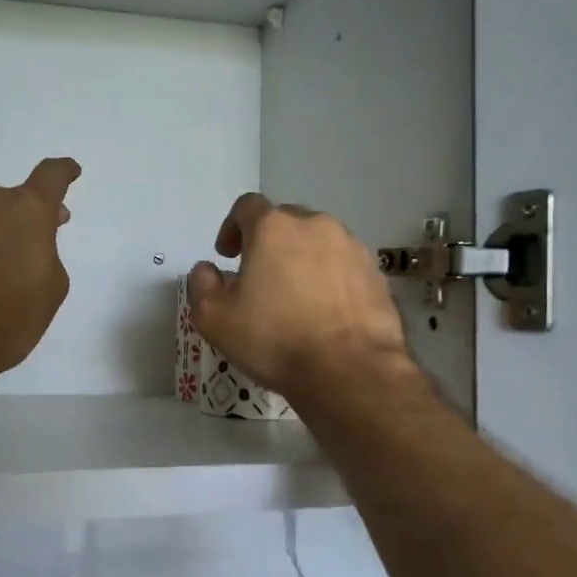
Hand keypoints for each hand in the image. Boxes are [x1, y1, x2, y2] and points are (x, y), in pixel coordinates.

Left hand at [0, 158, 80, 402]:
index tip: (69, 171)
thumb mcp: (47, 294)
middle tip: (9, 254)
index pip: (51, 177)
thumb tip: (33, 238)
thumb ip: (46, 253)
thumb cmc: (0, 326)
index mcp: (24, 212)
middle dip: (9, 222)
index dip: (63, 173)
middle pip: (2, 200)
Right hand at [185, 193, 408, 402]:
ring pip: (318, 241)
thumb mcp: (214, 319)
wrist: (350, 370)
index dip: (232, 227)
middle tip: (259, 277)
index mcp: (273, 227)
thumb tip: (208, 270)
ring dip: (301, 258)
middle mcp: (315, 225)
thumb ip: (201, 285)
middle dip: (268, 242)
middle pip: (285, 221)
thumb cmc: (275, 340)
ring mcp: (351, 247)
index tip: (227, 256)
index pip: (246, 206)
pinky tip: (325, 310)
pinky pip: (343, 265)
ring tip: (295, 296)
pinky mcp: (376, 272)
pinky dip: (330, 277)